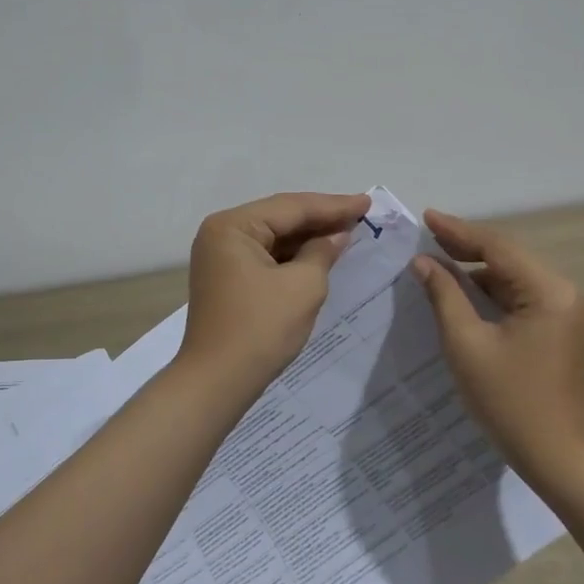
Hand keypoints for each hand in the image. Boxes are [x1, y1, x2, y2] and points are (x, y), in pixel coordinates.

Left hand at [178, 191, 372, 402]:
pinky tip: (319, 254)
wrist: (217, 382)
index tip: (367, 202)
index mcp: (232, 226)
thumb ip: (323, 252)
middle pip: (280, 218)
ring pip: (273, 237)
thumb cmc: (260, 329)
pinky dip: (293, 256)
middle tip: (360, 213)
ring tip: (347, 230)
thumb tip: (337, 235)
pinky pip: (266, 256)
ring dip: (308, 237)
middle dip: (321, 218)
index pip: (291, 207)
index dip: (333, 206)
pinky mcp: (227, 279)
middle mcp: (221, 234)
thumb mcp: (303, 286)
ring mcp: (220, 257)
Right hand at [412, 209, 583, 478]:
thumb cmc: (510, 402)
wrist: (559, 458)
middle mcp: (564, 293)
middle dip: (467, 247)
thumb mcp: (467, 345)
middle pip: (508, 259)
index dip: (458, 231)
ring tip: (437, 261)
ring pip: (514, 278)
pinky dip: (491, 293)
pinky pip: (521, 298)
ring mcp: (566, 312)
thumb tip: (424, 262)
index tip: (426, 217)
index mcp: (549, 291)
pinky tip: (463, 292)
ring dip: (478, 271)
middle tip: (427, 235)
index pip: (497, 248)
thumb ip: (445, 296)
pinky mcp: (560, 330)